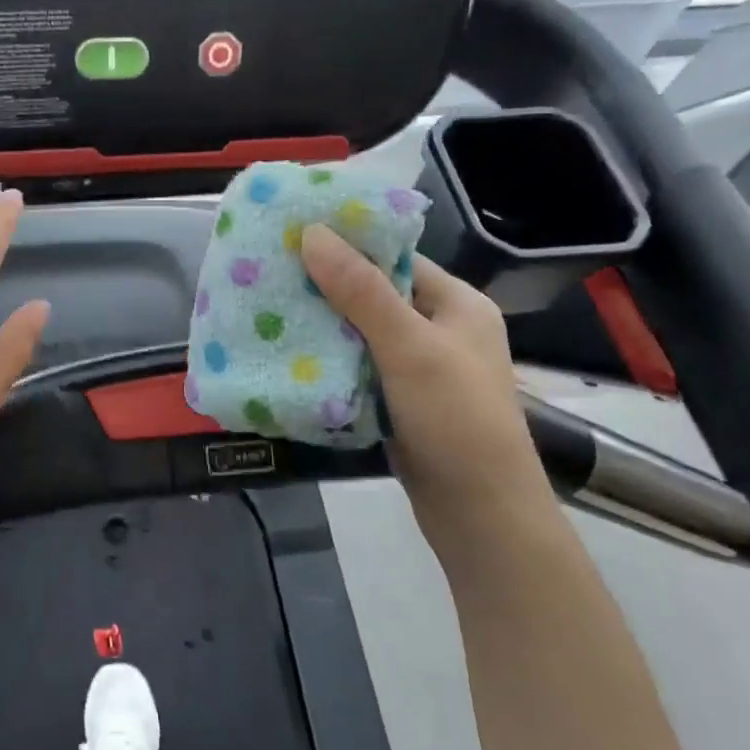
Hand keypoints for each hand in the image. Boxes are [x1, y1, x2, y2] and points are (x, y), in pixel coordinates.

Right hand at [300, 224, 553, 531]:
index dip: (347, 246)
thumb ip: (361, 290)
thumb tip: (312, 232)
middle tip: (270, 273)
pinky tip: (290, 352)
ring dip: (323, 324)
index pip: (395, 258)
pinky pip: (359, 365)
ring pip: (362, 332)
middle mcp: (441, 329)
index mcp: (458, 304)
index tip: (293, 237)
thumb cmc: (456, 420)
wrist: (480, 517)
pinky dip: (330, 358)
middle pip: (375, 293)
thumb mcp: (409, 347)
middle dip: (326, 286)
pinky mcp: (400, 399)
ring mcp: (421, 367)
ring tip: (269, 307)